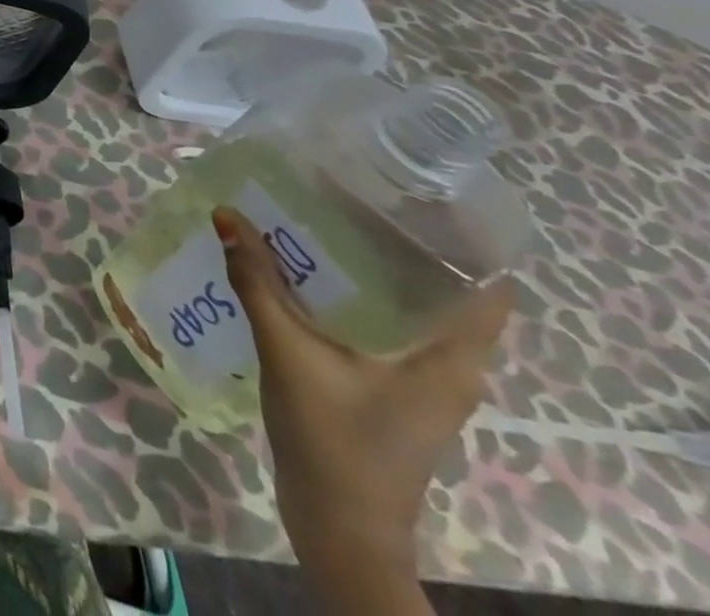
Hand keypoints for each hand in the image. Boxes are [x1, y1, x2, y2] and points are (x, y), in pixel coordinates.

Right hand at [214, 207, 513, 609]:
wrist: (336, 526)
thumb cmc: (332, 440)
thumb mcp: (289, 353)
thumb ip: (257, 282)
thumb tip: (227, 213)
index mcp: (451, 358)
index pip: (488, 286)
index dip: (460, 235)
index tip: (408, 189)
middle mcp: (448, 364)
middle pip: (441, 286)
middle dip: (394, 237)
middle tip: (341, 188)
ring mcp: (420, 378)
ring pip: (406, 303)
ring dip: (366, 264)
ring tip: (316, 217)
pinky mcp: (390, 386)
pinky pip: (381, 322)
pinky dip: (351, 291)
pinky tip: (304, 272)